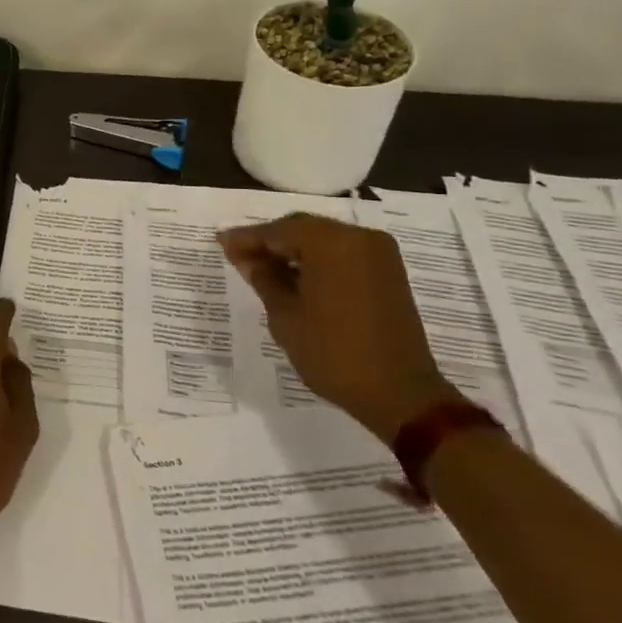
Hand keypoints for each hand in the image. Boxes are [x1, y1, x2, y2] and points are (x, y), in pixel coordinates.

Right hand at [219, 212, 460, 444]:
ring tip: (263, 268)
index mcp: (332, 243)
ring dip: (293, 250)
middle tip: (239, 256)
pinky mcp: (388, 272)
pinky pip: (343, 253)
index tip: (221, 243)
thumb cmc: (334, 354)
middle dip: (270, 241)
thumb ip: (264, 279)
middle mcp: (359, 237)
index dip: (247, 238)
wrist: (400, 394)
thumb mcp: (286, 317)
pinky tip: (295, 276)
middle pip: (303, 228)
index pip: (279, 230)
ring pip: (323, 239)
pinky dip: (317, 260)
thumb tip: (246, 258)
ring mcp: (378, 253)